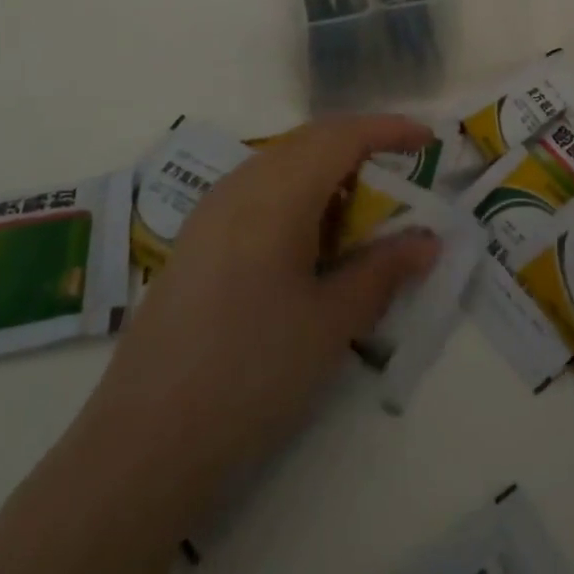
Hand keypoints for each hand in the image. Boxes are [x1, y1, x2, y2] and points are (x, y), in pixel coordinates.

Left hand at [79, 115, 440, 522]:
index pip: (342, 135)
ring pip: (281, 163)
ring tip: (359, 213)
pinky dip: (296, 195)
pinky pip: (257, 190)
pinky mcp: (195, 240)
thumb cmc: (252, 373)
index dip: (388, 130)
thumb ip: (384, 271)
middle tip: (400, 178)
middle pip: (310, 141)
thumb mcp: (331, 323)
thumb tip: (429, 241)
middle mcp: (240, 184)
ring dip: (326, 172)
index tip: (427, 140)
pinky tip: (307, 242)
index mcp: (277, 192)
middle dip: (360, 147)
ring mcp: (211, 211)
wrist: (143, 443)